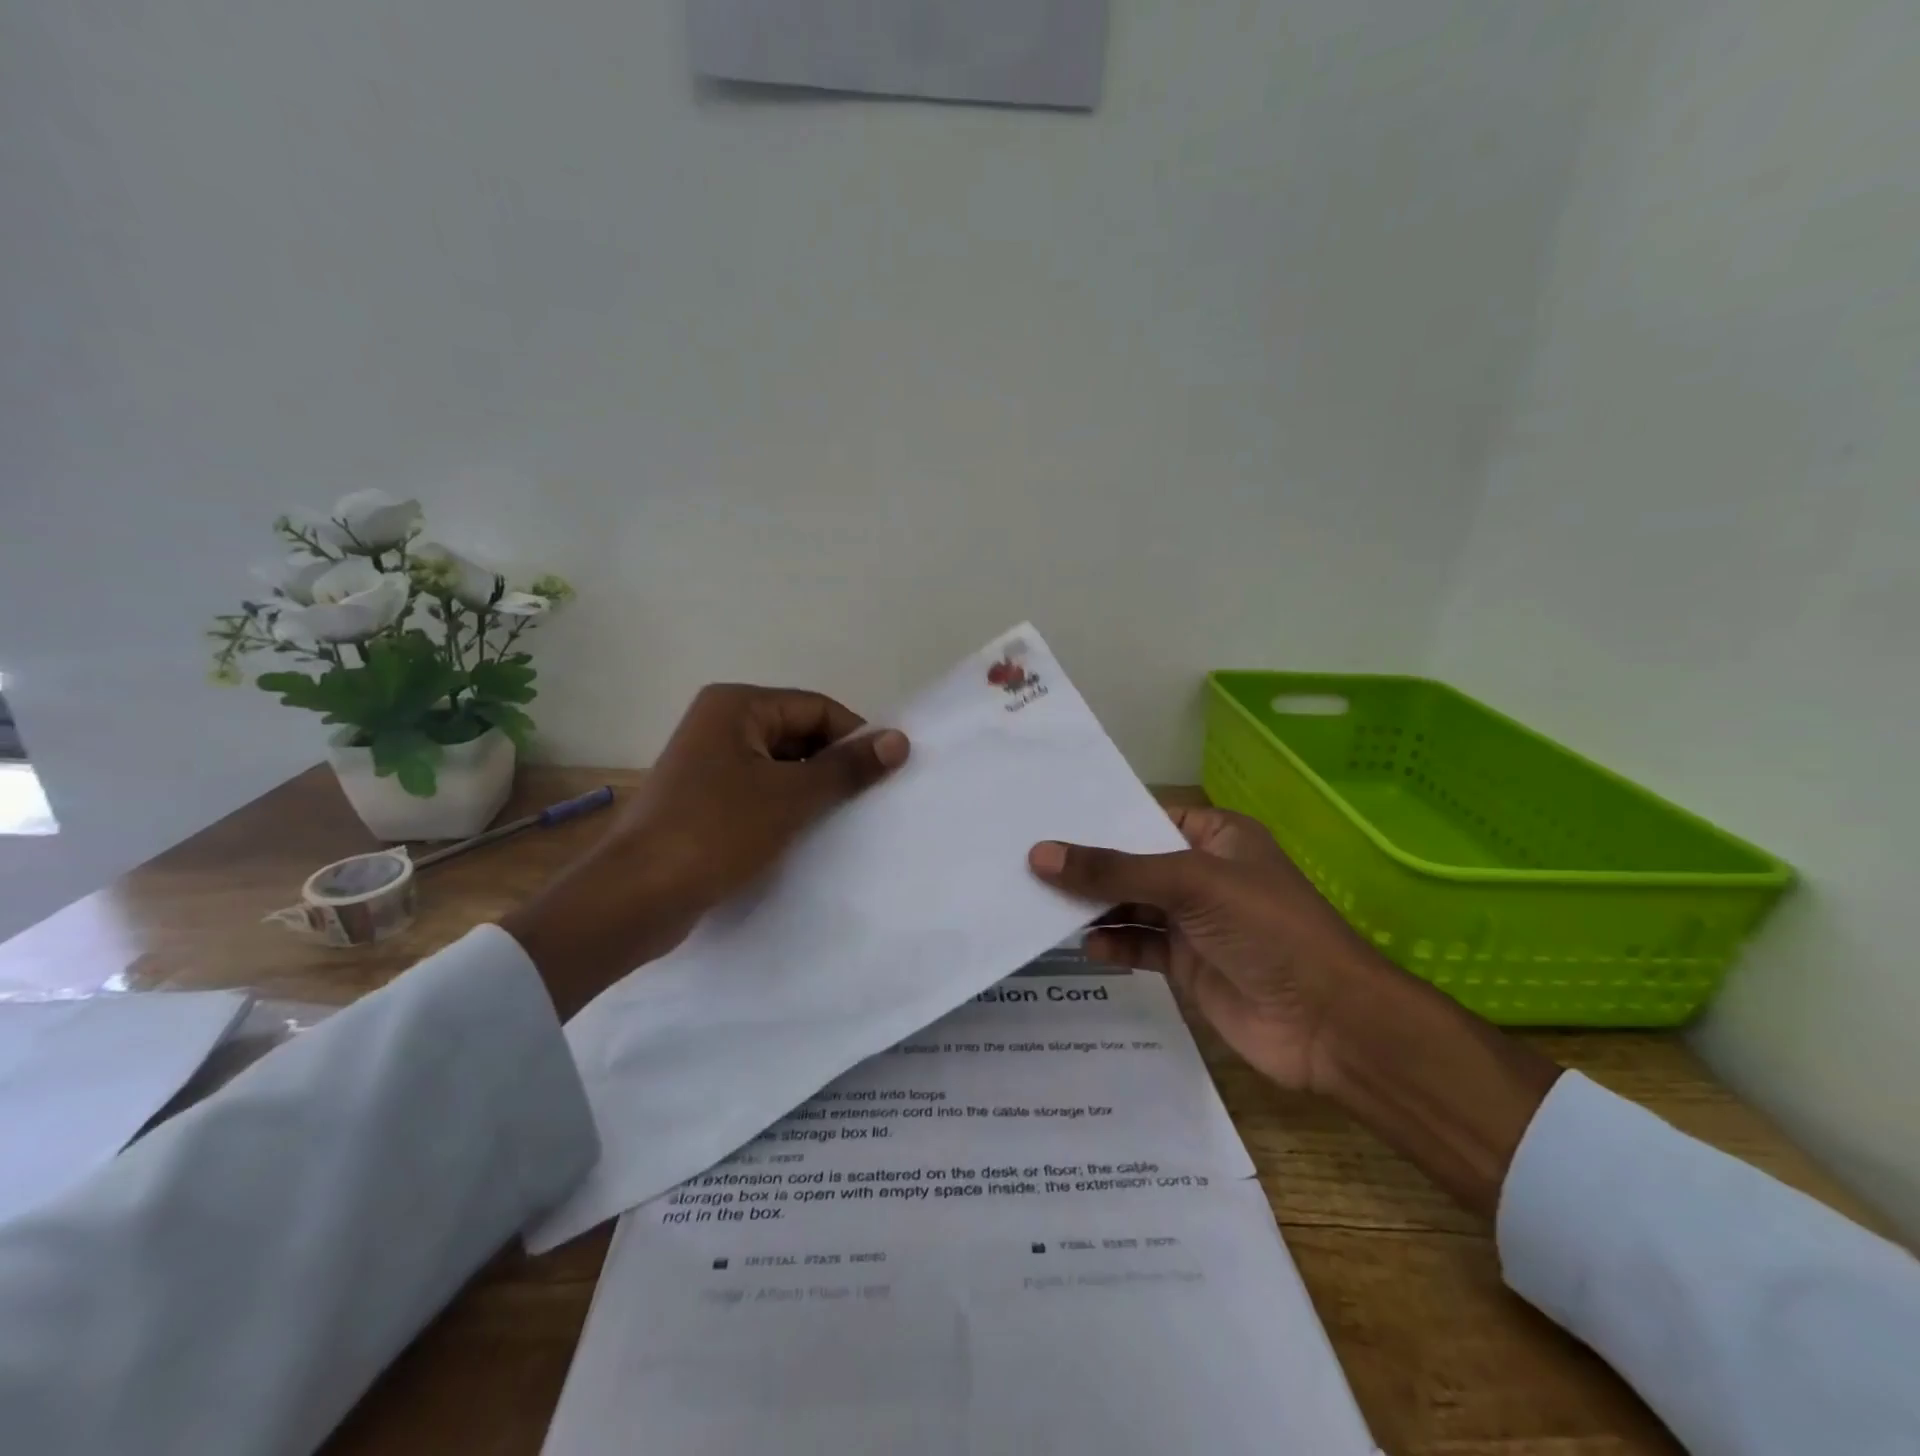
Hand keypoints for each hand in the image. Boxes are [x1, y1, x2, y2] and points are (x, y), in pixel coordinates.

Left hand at [504, 685, 908, 1017]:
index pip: (816, 708)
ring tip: (843, 821)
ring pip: (781, 766)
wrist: (636, 897)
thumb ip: (847, 767)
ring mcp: (709, 763)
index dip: (854, 738)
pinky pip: (760, 791)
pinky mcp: (705, 800)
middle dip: (834, 765)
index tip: (886, 775)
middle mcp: (720, 724)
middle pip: (799, 734)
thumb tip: (900, 740)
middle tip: (868, 801)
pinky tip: (807, 834)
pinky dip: (787, 807)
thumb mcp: (791, 797)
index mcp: (736, 706)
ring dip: (813, 789)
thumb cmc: (716, 832)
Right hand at [1028, 807, 1381, 1093]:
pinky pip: (1139, 945)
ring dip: (1095, 907)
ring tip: (1042, 905)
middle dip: (1089, 867)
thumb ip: (1114, 870)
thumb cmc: (1266, 928)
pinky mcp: (1187, 964)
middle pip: (1133, 863)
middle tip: (1028, 863)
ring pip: (1132, 905)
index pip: (1147, 817)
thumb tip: (1039, 855)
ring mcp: (1195, 921)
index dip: (1101, 819)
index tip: (1046, 819)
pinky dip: (1113, 944)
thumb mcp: (1190, 883)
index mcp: (1216, 836)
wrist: (1328, 1022)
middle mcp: (1203, 873)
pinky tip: (1087, 947)